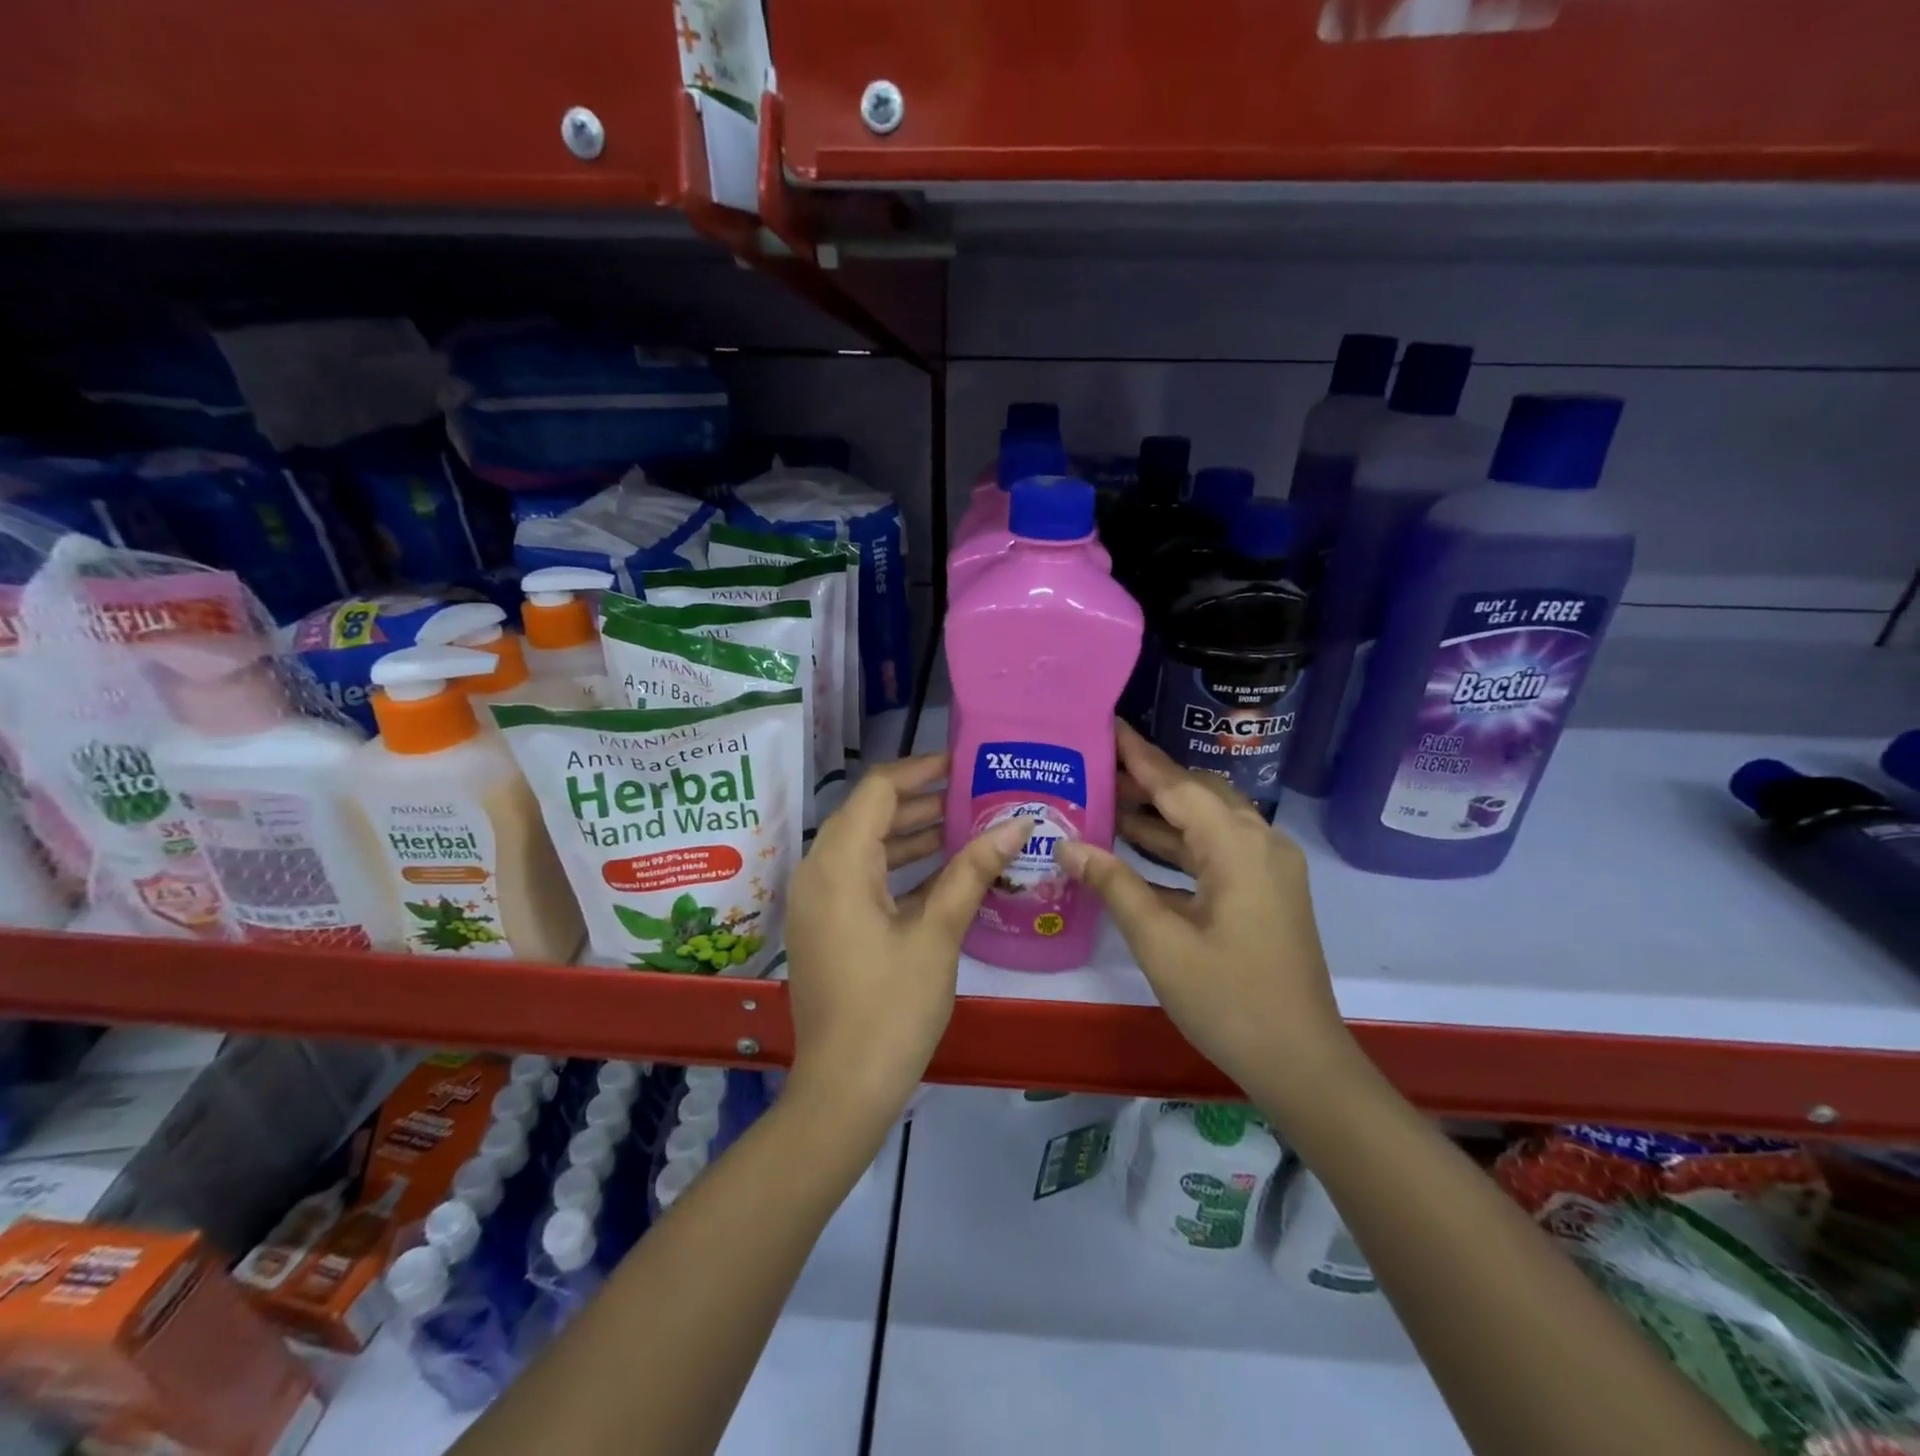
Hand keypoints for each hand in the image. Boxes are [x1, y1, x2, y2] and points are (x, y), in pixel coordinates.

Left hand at [783, 754, 1028, 1121]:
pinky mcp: (826, 926)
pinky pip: (861, 878)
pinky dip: (898, 868)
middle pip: (869, 814)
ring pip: (866, 847)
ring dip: (912, 835)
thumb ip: (973, 871)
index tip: (964, 765)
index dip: (921, 770)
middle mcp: (818, 871)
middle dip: (922, 802)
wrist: (844, 1089)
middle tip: (975, 796)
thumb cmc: (892, 1008)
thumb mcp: (938, 934)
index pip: (877, 790)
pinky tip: (944, 871)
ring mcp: (818, 901)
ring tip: (967, 826)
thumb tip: (1015, 824)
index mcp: (838, 864)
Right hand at [1056, 723, 1355, 1102]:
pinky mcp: (1267, 891)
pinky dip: (1180, 845)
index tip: (1107, 724)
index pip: (1177, 784)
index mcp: (1236, 846)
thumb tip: (1067, 844)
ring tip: (1107, 800)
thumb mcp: (1160, 941)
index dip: (1138, 755)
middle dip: (1148, 780)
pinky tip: (1139, 849)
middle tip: (1096, 767)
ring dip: (1162, 813)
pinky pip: (1217, 850)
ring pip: (1208, 822)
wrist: (1301, 1062)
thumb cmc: (1228, 999)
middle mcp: (1259, 843)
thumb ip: (1114, 884)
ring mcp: (1268, 868)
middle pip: (1197, 794)